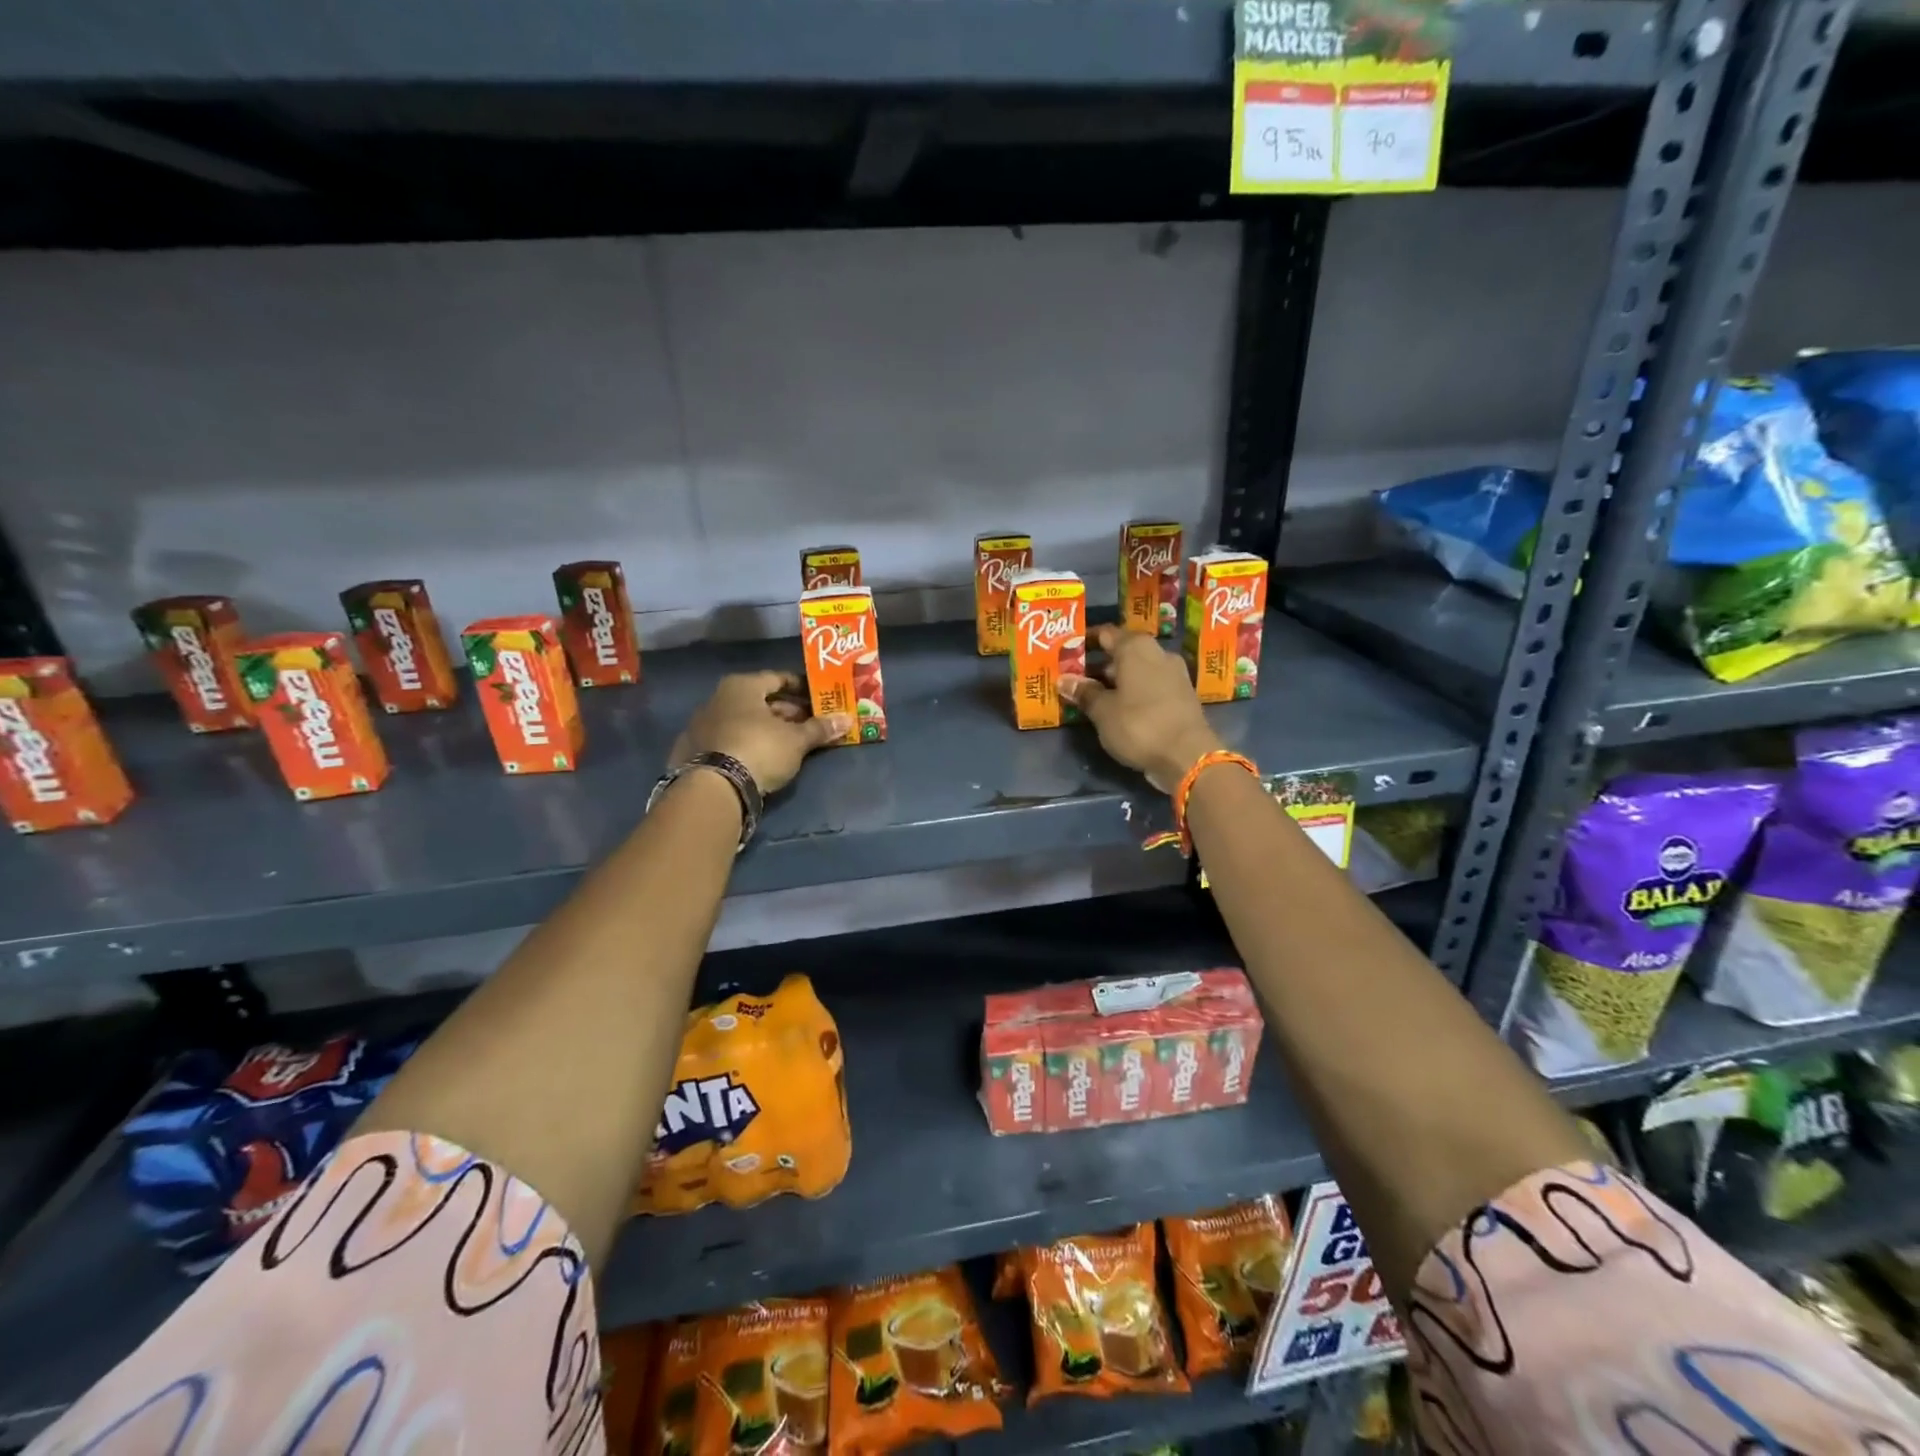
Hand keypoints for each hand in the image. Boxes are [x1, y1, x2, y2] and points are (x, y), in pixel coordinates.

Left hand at [671, 672, 848, 794]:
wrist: (713, 787)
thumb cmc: (760, 749)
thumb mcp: (796, 740)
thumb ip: (820, 728)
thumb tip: (847, 719)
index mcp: (742, 686)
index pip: (777, 678)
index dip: (800, 687)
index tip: (817, 698)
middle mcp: (718, 698)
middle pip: (759, 700)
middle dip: (786, 712)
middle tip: (809, 724)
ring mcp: (702, 724)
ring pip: (742, 720)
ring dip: (765, 729)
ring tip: (789, 743)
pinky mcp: (693, 750)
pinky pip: (728, 739)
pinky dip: (746, 743)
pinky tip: (760, 757)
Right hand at [1059, 625, 1222, 791]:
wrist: (1189, 756)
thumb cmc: (1139, 725)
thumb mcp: (1103, 711)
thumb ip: (1084, 692)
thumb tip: (1064, 680)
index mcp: (1136, 647)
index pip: (1106, 633)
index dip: (1085, 641)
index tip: (1068, 653)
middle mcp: (1158, 653)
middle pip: (1123, 652)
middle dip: (1101, 665)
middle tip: (1077, 680)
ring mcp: (1175, 674)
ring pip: (1138, 670)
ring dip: (1119, 681)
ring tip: (1096, 697)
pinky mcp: (1183, 695)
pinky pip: (1152, 686)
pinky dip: (1135, 693)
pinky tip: (1121, 709)